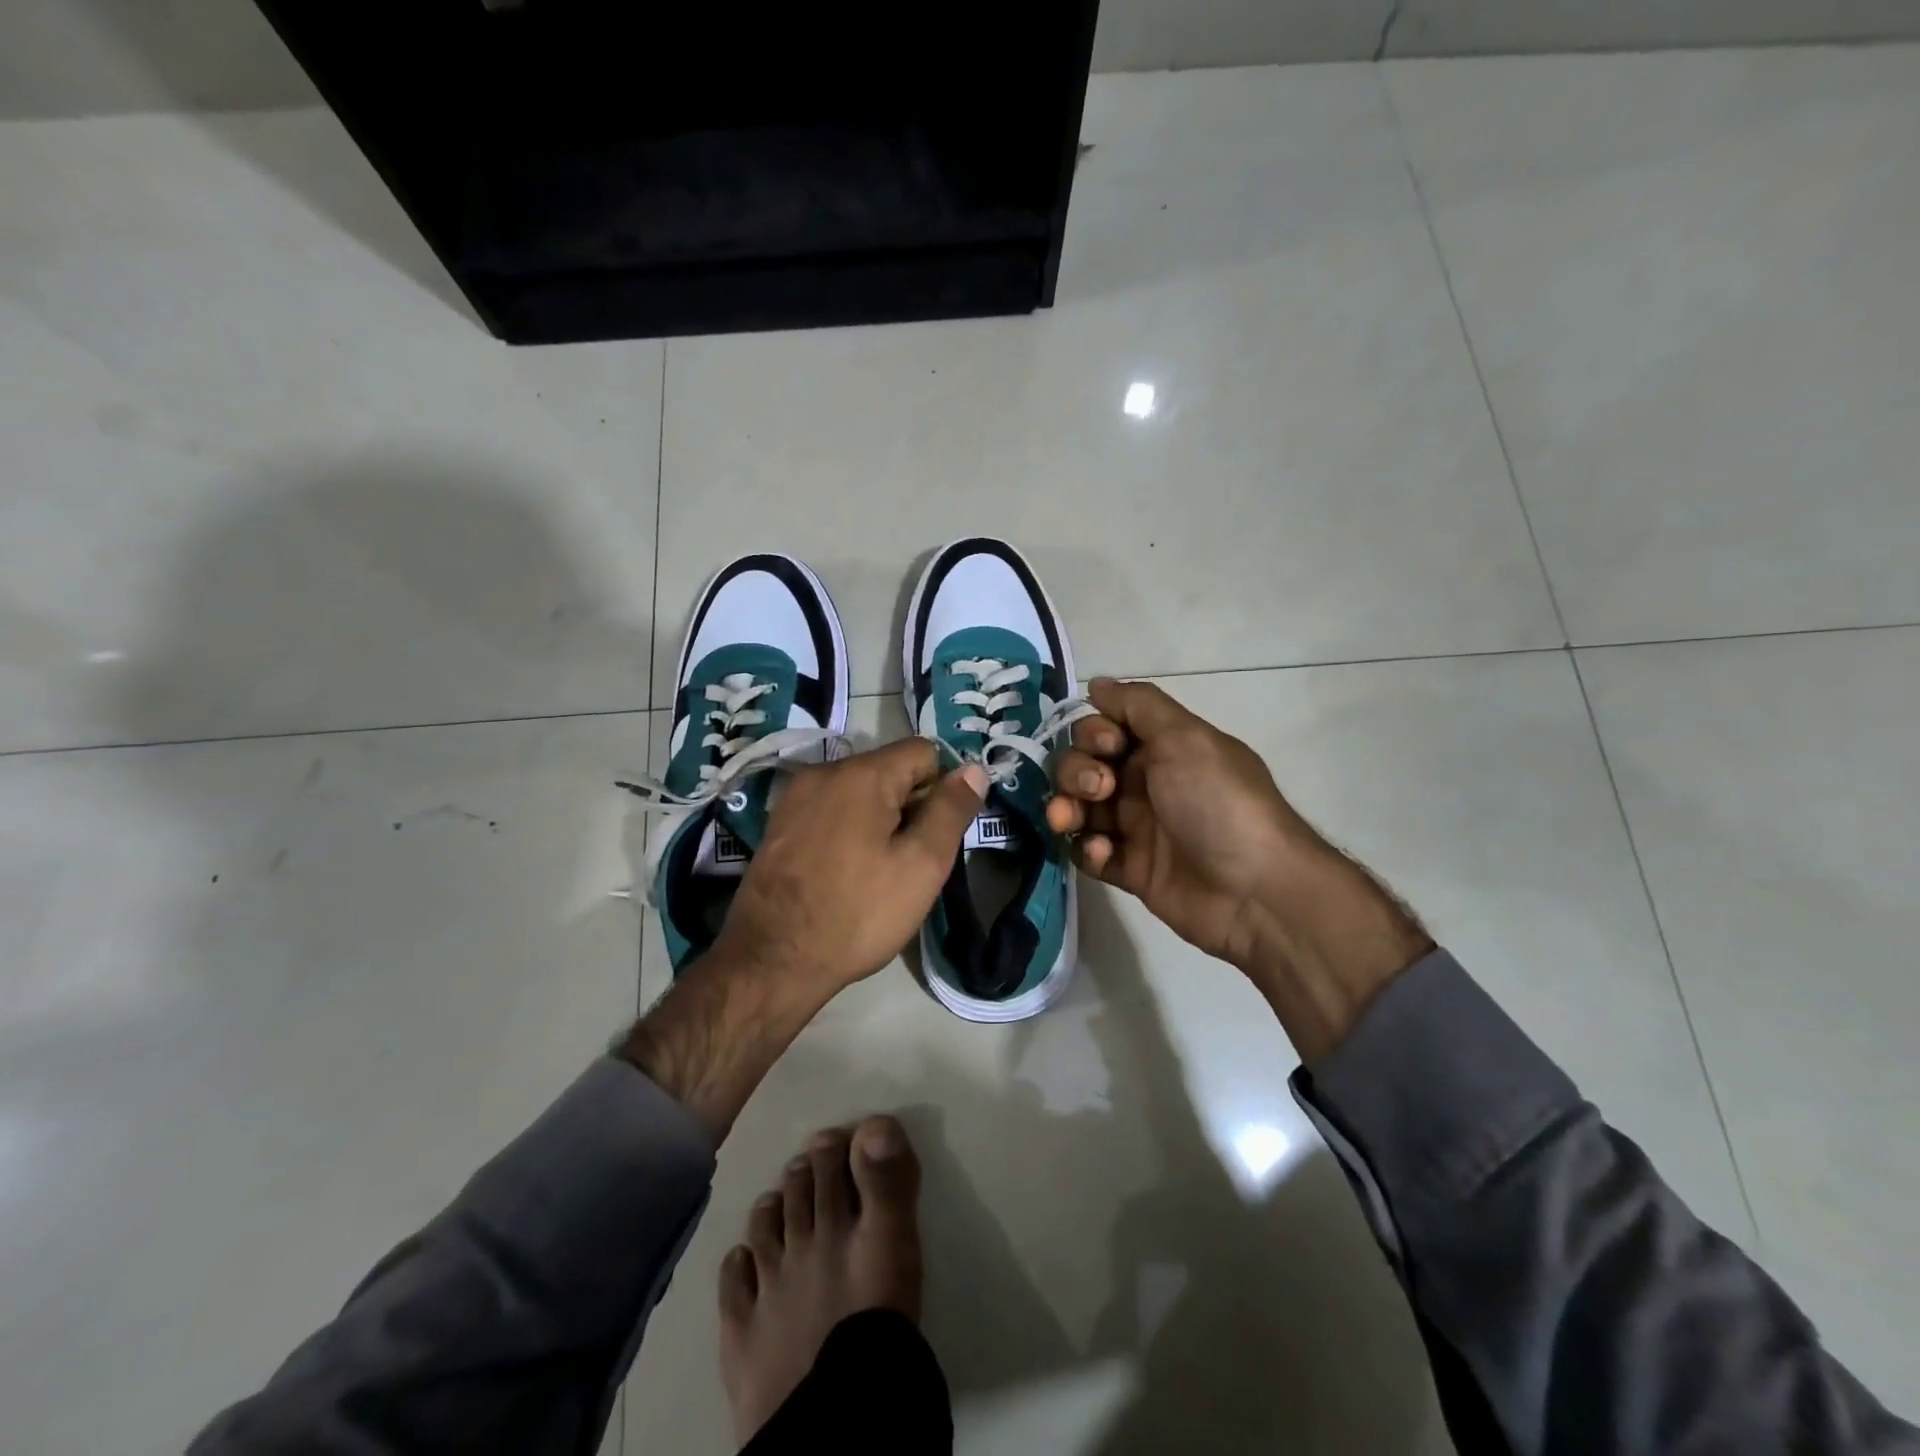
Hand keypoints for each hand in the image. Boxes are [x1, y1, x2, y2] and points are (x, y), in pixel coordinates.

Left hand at [718, 738, 989, 1001]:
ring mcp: (795, 797)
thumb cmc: (858, 912)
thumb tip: (975, 768)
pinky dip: (849, 829)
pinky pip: (831, 810)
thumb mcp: (922, 864)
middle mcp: (823, 771)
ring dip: (881, 819)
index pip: (923, 752)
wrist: (772, 959)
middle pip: (889, 769)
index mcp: (862, 773)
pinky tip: (847, 872)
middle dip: (911, 805)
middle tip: (912, 860)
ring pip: (860, 791)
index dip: (942, 788)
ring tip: (880, 870)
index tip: (938, 834)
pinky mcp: (778, 824)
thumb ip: (951, 810)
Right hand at [1045, 678, 1323, 966]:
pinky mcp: (1130, 869)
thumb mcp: (1186, 737)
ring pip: (1080, 808)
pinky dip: (1088, 849)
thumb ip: (1139, 705)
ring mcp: (1137, 828)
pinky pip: (1090, 852)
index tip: (1108, 746)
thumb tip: (1098, 683)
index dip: (1094, 733)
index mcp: (1163, 748)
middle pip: (1085, 765)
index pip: (1106, 728)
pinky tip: (1104, 854)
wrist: (1254, 891)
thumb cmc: (1219, 803)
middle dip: (1077, 771)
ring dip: (1067, 808)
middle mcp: (1146, 783)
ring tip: (1069, 821)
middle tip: (1099, 790)